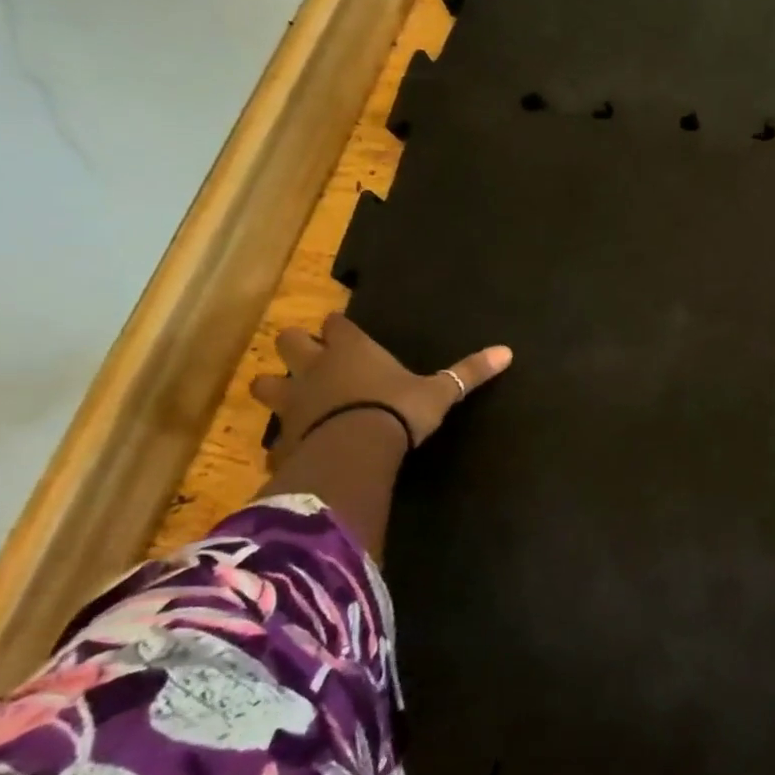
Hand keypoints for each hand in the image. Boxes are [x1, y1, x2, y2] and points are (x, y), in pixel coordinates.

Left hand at [252, 313, 511, 462]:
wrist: (354, 450)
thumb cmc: (398, 410)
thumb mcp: (440, 392)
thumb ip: (468, 372)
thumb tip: (507, 351)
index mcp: (352, 350)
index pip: (337, 324)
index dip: (340, 327)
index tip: (343, 329)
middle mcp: (316, 367)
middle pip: (289, 342)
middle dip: (296, 347)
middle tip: (309, 357)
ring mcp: (293, 402)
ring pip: (266, 385)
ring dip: (276, 387)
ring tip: (290, 397)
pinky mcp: (283, 437)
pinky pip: (276, 435)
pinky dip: (282, 438)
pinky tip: (294, 447)